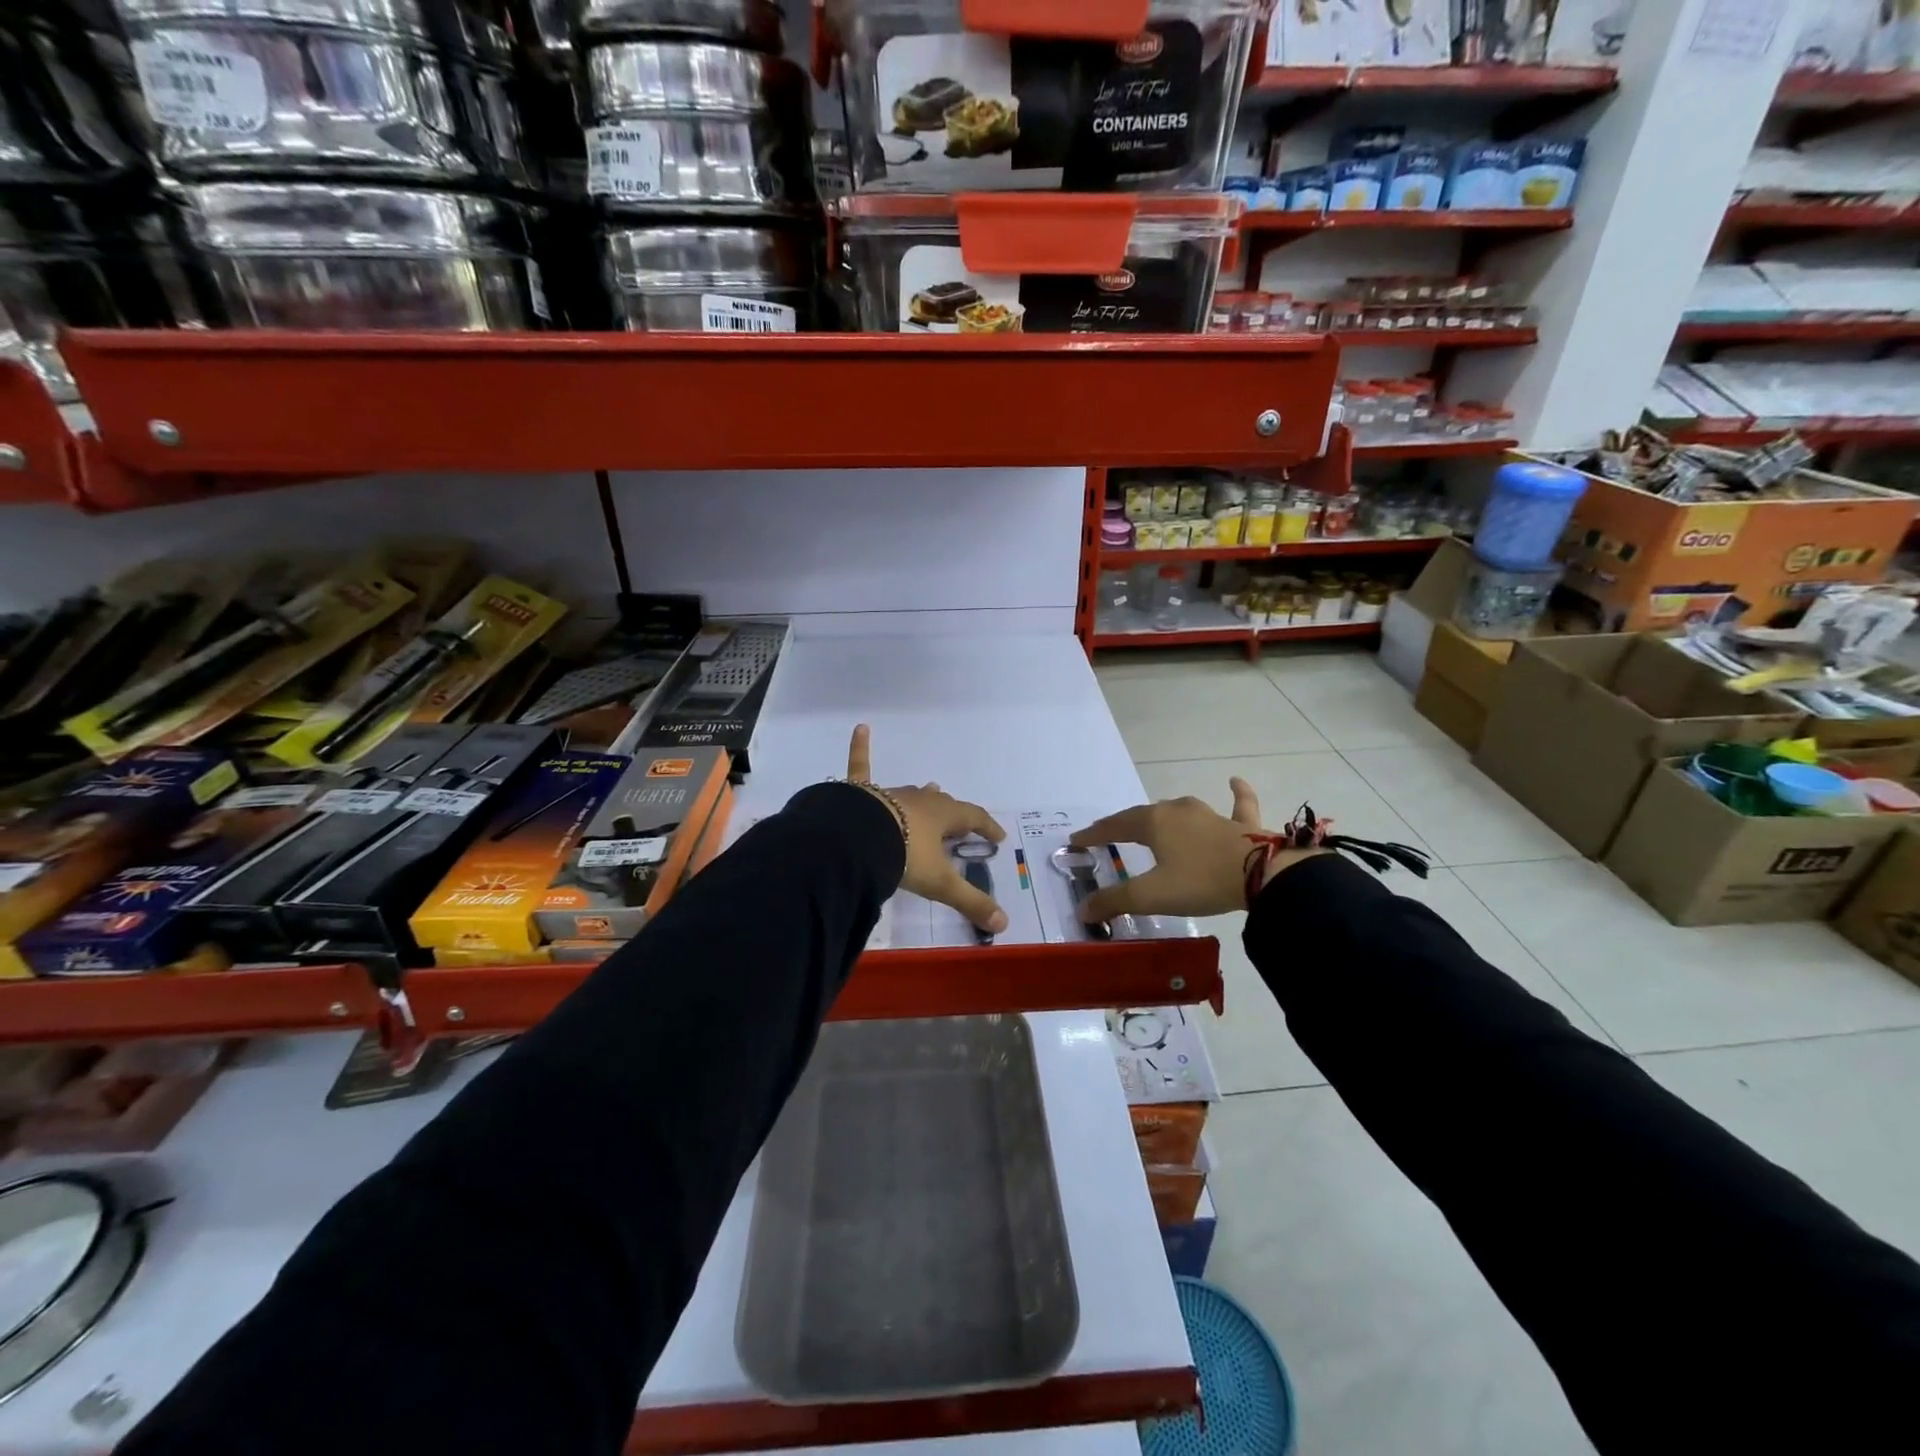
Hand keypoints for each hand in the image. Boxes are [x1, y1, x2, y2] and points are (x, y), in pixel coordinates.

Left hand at [846, 725, 1008, 934]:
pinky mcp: (861, 793)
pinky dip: (859, 748)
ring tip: (932, 790)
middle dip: (954, 815)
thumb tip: (1003, 926)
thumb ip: (970, 902)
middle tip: (960, 825)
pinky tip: (860, 728)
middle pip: (943, 805)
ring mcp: (890, 793)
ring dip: (923, 796)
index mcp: (943, 816)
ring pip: (912, 793)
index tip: (997, 837)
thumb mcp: (940, 883)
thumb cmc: (904, 857)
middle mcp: (920, 801)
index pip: (973, 818)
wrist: (857, 840)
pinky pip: (861, 767)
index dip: (986, 827)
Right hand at [1068, 778, 1320, 922]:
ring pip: (1180, 810)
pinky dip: (1236, 793)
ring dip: (1163, 815)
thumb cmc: (1200, 881)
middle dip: (1123, 824)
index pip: (1114, 826)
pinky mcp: (1242, 824)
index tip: (1076, 840)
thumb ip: (1115, 901)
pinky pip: (1238, 803)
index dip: (1094, 834)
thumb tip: (1083, 910)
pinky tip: (1234, 780)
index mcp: (1153, 823)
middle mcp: (1178, 811)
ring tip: (1153, 820)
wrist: (1263, 875)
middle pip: (1143, 815)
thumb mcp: (1151, 896)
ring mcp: (1211, 814)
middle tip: (1108, 834)